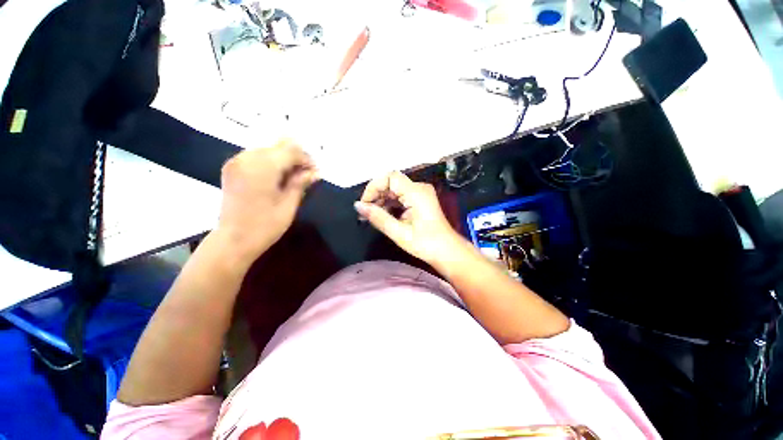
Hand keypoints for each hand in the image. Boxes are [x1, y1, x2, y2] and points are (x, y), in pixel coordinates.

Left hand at [216, 139, 317, 265]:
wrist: (233, 241)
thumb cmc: (265, 226)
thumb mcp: (289, 205)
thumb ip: (301, 183)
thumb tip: (316, 172)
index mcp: (262, 167)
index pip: (291, 150)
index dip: (306, 159)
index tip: (315, 173)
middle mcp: (247, 158)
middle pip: (278, 145)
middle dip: (296, 157)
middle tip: (307, 174)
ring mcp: (236, 161)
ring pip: (268, 149)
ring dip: (284, 159)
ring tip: (294, 177)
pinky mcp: (232, 168)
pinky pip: (256, 156)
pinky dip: (271, 162)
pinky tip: (278, 177)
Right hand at [355, 171, 462, 264]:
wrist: (448, 252)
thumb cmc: (426, 244)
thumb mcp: (399, 233)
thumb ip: (378, 217)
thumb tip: (358, 206)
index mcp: (416, 192)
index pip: (390, 177)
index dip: (374, 187)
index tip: (365, 204)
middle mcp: (419, 188)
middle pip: (392, 183)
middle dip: (376, 195)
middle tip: (365, 213)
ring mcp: (420, 193)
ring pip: (395, 190)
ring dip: (382, 200)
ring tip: (371, 216)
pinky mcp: (420, 200)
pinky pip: (401, 197)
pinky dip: (390, 204)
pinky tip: (383, 216)